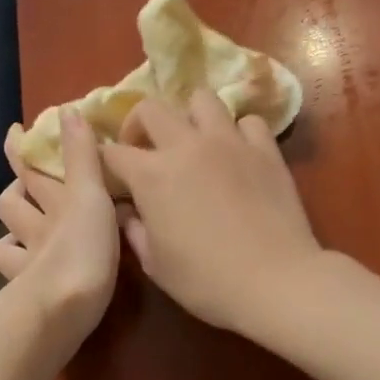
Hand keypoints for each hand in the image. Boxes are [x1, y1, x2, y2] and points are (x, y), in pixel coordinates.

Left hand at [0, 110, 121, 351]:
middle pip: (14, 201)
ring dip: (15, 227)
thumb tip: (67, 109)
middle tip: (30, 178)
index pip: (30, 166)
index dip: (20, 147)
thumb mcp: (90, 195)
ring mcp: (28, 261)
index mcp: (55, 202)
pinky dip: (18, 262)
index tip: (15, 130)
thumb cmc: (83, 248)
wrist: (62, 309)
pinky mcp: (29, 291)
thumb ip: (83, 156)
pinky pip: (15, 272)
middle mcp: (35, 227)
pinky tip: (29, 262)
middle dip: (19, 187)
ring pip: (8, 238)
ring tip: (30, 222)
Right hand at [100, 89, 323, 335]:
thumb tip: (127, 211)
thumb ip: (135, 231)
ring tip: (194, 141)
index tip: (109, 175)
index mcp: (151, 175)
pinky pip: (248, 121)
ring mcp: (230, 142)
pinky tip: (238, 154)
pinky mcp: (266, 149)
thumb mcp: (156, 265)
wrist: (275, 281)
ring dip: (190, 116)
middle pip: (151, 108)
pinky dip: (238, 132)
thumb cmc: (206, 281)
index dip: (104, 161)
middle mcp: (187, 146)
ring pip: (202, 99)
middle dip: (138, 124)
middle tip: (145, 150)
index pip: (112, 152)